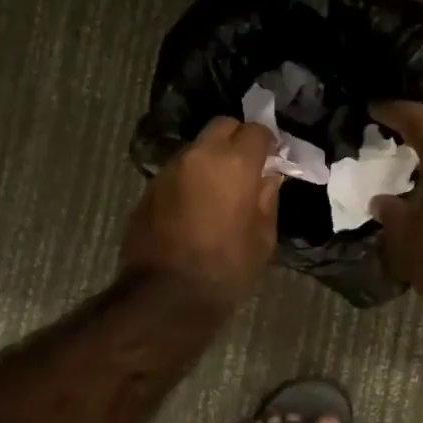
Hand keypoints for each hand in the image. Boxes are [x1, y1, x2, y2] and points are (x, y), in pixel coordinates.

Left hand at [121, 117, 282, 311]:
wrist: (167, 296)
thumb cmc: (227, 269)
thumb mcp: (263, 238)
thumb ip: (267, 198)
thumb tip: (268, 177)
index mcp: (234, 164)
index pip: (256, 130)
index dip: (268, 143)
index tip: (273, 159)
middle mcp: (199, 156)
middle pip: (222, 126)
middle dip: (237, 139)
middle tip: (247, 167)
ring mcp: (169, 170)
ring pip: (196, 148)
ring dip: (211, 159)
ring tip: (219, 189)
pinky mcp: (149, 189)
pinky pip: (177, 172)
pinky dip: (190, 179)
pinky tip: (195, 207)